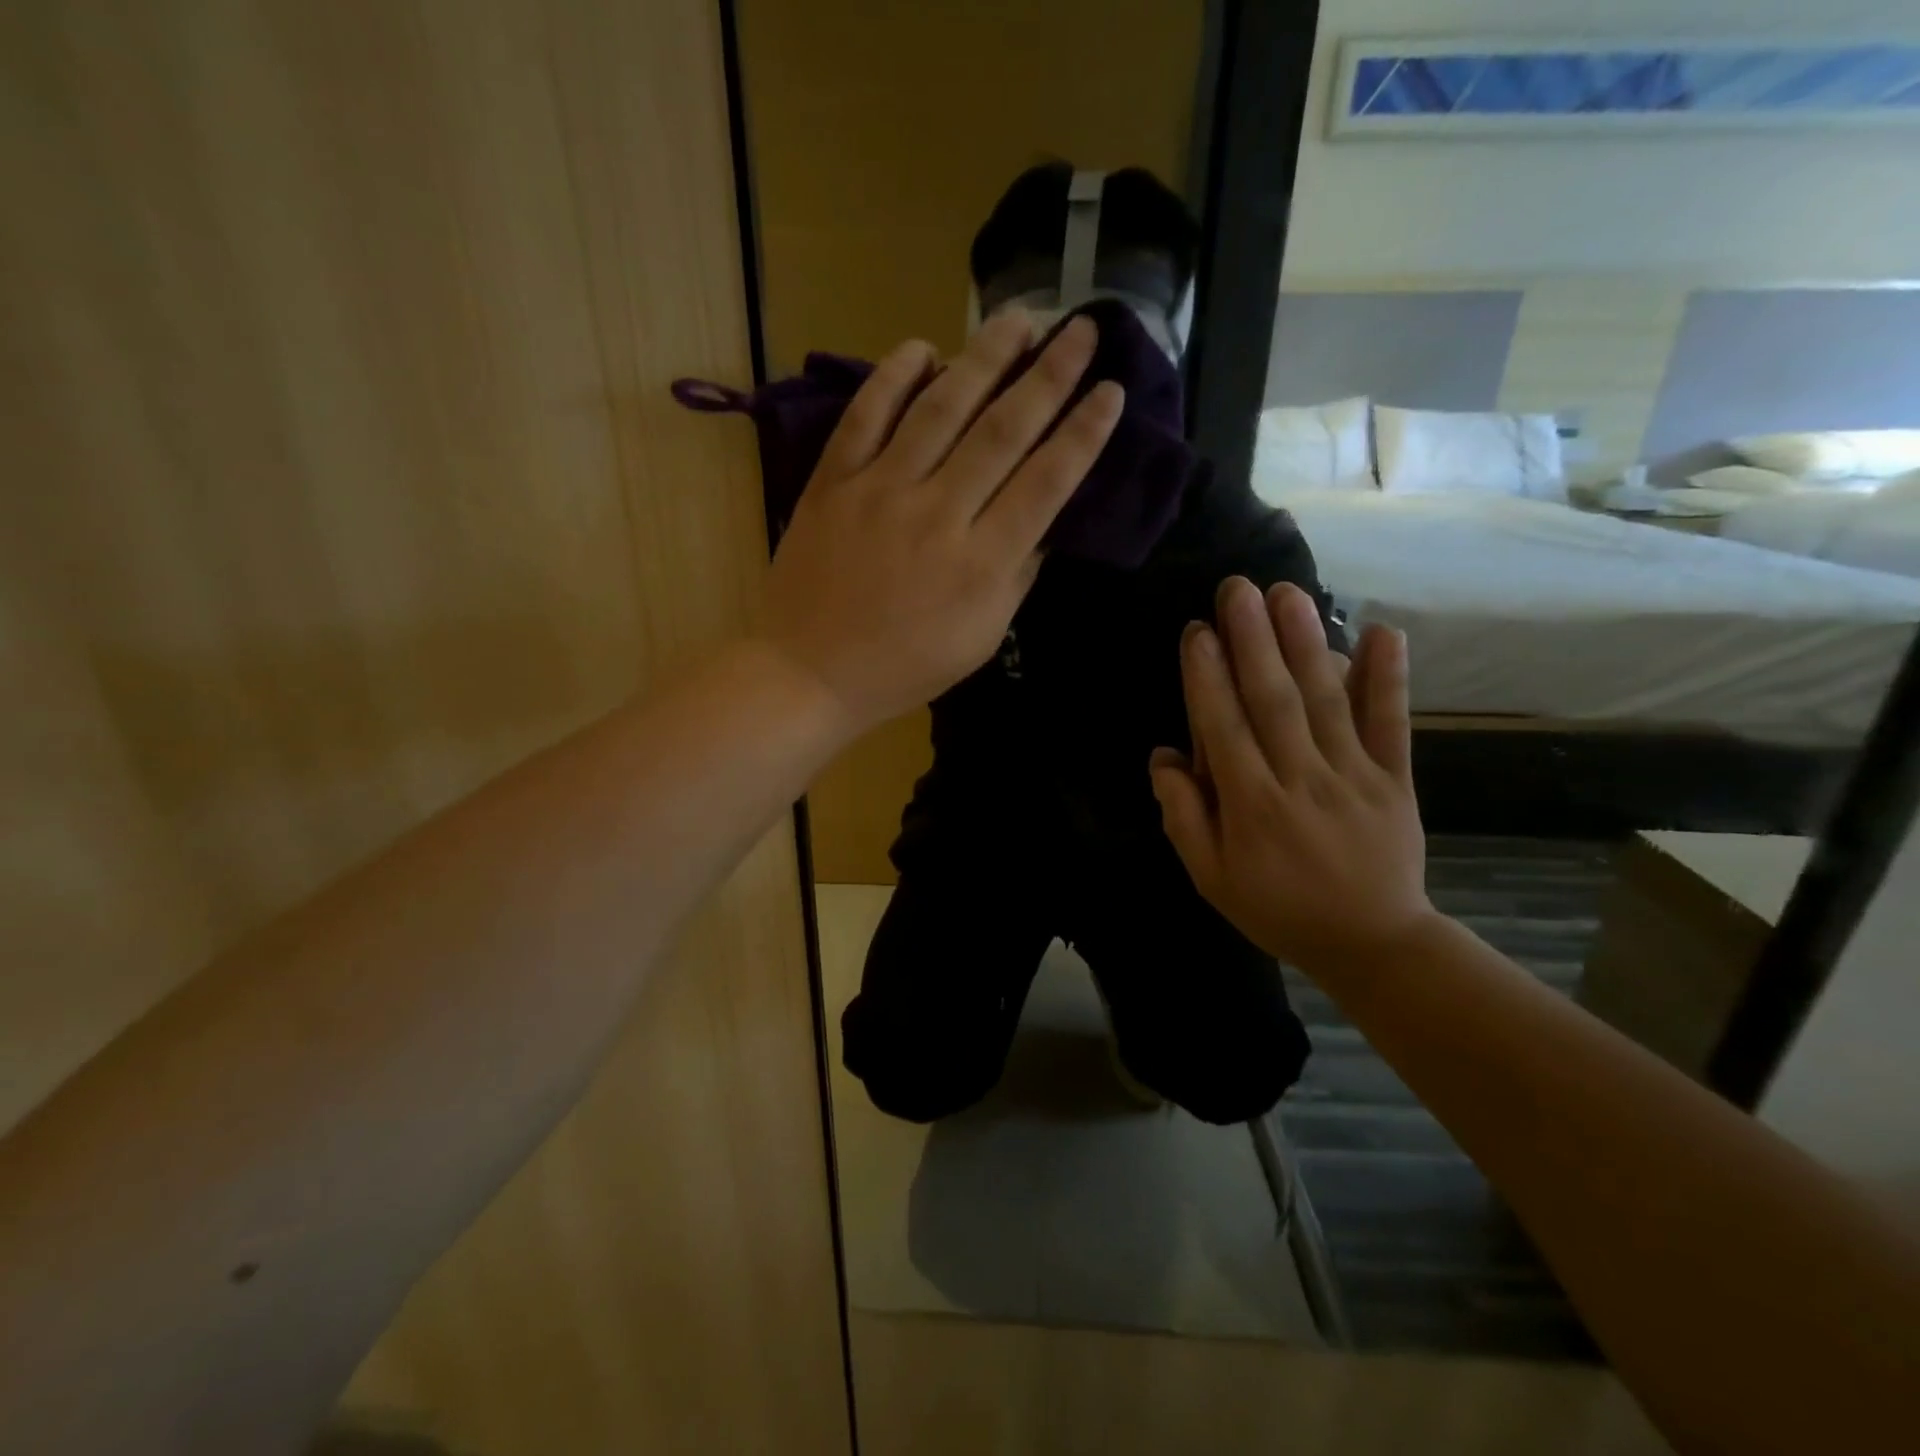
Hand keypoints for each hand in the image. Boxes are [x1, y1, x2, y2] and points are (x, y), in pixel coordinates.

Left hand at [759, 313, 1124, 731]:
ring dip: (984, 358)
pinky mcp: (833, 481)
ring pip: (941, 409)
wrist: (809, 672)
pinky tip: (923, 347)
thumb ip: (1016, 577)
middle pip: (1003, 431)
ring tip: (1018, 320)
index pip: (1046, 483)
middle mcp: (938, 515)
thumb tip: (1046, 522)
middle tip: (1081, 330)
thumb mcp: (980, 639)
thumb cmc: (903, 667)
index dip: (1083, 433)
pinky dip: (895, 376)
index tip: (1110, 391)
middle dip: (1050, 376)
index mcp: (981, 563)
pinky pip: (867, 415)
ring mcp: (881, 491)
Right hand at [1149, 577, 1437, 977]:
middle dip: (1252, 640)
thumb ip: (1184, 816)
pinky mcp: (1394, 778)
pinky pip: (1390, 724)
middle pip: (1273, 700)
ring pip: (1325, 700)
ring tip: (1289, 593)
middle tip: (1237, 588)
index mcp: (1250, 806)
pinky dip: (1388, 678)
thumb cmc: (1277, 908)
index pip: (1223, 727)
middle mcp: (1299, 780)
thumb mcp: (1210, 877)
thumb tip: (1163, 756)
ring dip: (1306, 643)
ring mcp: (1352, 776)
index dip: (1208, 676)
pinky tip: (1383, 632)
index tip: (1198, 630)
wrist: (1371, 942)